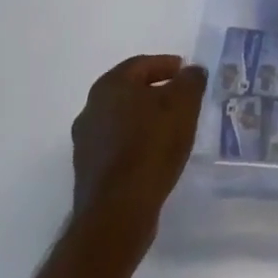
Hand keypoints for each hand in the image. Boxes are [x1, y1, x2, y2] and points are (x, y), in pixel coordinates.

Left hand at [70, 54, 206, 250]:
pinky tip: (155, 157)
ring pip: (122, 121)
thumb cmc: (151, 145)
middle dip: (155, 93)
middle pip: (129, 92)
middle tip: (181, 100)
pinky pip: (117, 148)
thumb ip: (191, 80)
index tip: (186, 73)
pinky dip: (136, 145)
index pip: (141, 64)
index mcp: (109, 85)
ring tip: (171, 130)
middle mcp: (91, 109)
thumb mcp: (183, 103)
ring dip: (145, 121)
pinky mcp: (88, 173)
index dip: (167, 65)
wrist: (117, 213)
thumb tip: (191, 72)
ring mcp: (86, 144)